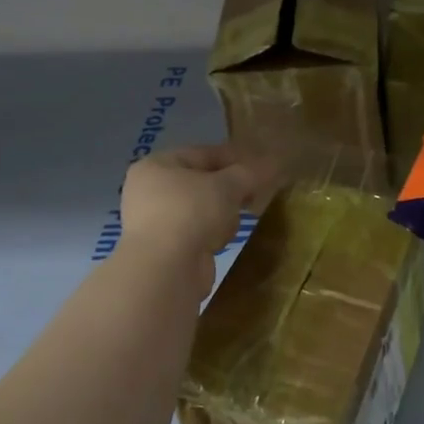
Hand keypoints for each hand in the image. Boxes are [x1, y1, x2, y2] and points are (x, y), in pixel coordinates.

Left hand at [118, 145, 272, 297]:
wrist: (165, 270)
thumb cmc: (191, 212)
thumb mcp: (227, 185)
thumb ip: (249, 173)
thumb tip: (273, 164)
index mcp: (157, 165)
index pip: (203, 153)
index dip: (235, 157)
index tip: (263, 165)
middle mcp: (150, 191)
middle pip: (203, 182)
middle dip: (230, 189)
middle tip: (255, 193)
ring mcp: (156, 222)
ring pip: (202, 209)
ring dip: (222, 214)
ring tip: (233, 222)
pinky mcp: (166, 249)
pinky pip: (198, 232)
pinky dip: (212, 235)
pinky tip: (219, 242)